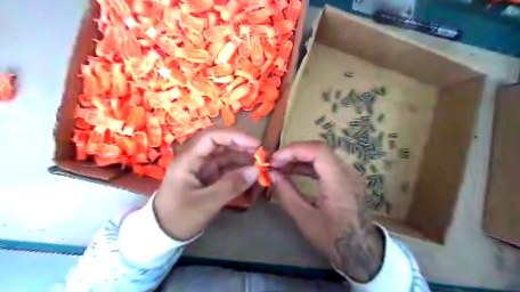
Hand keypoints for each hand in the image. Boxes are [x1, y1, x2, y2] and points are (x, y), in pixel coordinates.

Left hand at [154, 128, 259, 241]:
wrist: (164, 233)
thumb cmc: (179, 218)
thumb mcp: (206, 204)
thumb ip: (231, 186)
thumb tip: (256, 171)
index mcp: (188, 160)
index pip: (211, 137)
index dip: (234, 136)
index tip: (255, 143)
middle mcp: (196, 158)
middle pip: (220, 143)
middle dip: (242, 145)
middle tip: (262, 154)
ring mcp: (203, 166)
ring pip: (226, 154)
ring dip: (243, 157)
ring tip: (261, 163)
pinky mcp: (209, 175)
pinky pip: (227, 167)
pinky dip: (240, 168)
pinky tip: (252, 172)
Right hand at [270, 142, 383, 282]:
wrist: (361, 250)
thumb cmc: (332, 238)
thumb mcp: (304, 218)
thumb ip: (287, 193)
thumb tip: (272, 174)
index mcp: (339, 183)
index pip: (319, 151)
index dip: (294, 150)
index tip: (275, 160)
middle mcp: (348, 173)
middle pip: (319, 149)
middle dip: (294, 152)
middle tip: (275, 162)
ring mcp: (349, 174)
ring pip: (322, 155)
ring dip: (299, 158)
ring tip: (280, 166)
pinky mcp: (346, 178)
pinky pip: (325, 164)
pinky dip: (308, 165)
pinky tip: (294, 171)